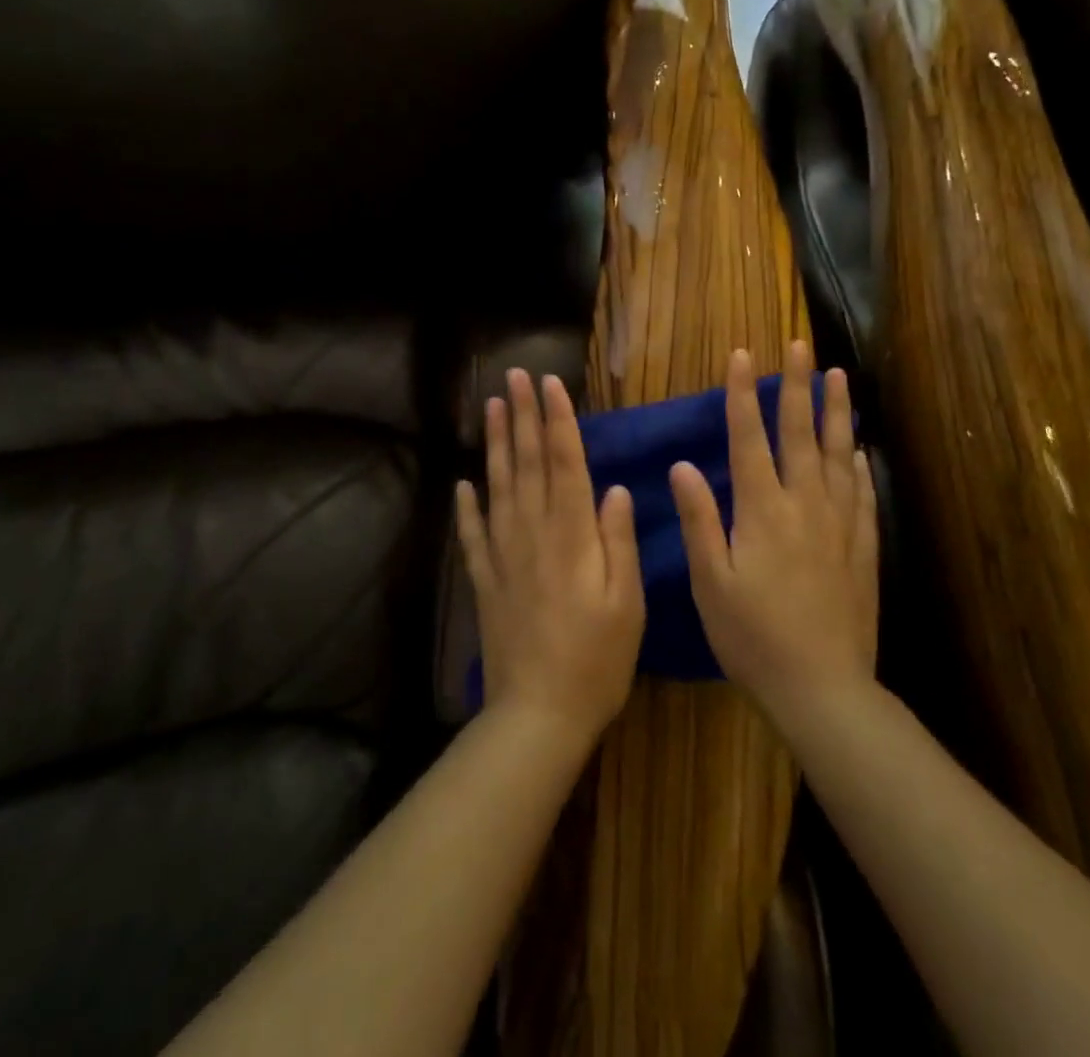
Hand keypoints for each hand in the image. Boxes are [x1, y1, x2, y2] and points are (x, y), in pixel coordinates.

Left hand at [456, 369, 645, 747]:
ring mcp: (503, 556)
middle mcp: (533, 534)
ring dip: (495, 444)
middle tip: (514, 377)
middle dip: (522, 416)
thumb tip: (614, 488)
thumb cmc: (598, 659)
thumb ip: (618, 540)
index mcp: (572, 536)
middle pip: (526, 463)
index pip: (564, 463)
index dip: (557, 420)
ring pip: (497, 487)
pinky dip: (466, 506)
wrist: (540, 713)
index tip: (549, 384)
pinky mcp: (484, 581)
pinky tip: (461, 483)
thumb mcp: (628, 602)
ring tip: (491, 407)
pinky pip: (472, 534)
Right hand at [672, 342, 878, 724]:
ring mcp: (838, 525)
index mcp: (762, 510)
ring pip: (837, 454)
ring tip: (839, 377)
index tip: (743, 355)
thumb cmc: (752, 637)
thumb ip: (699, 520)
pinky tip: (856, 450)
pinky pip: (861, 494)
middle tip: (801, 346)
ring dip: (836, 412)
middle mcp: (804, 505)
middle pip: (799, 433)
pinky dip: (857, 465)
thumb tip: (682, 465)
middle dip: (796, 386)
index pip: (749, 438)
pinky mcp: (861, 548)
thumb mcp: (710, 582)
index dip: (743, 394)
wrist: (822, 687)